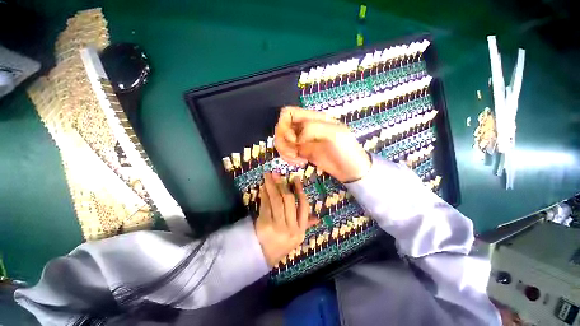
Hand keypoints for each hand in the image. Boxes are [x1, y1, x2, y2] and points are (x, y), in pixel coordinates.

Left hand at [255, 173, 316, 266]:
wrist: (263, 257)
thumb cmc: (281, 243)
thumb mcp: (297, 236)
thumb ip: (306, 224)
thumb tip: (318, 218)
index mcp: (301, 229)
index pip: (303, 206)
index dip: (300, 190)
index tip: (295, 178)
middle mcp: (291, 227)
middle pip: (288, 200)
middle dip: (283, 184)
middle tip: (277, 173)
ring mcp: (277, 226)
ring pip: (276, 201)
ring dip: (272, 186)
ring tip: (268, 175)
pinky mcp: (264, 225)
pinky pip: (265, 205)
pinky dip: (264, 195)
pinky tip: (263, 187)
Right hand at [274, 106, 370, 182]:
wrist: (350, 169)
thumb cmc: (346, 149)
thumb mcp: (334, 133)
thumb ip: (313, 129)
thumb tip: (297, 138)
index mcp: (312, 118)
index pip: (287, 113)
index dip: (284, 125)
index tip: (293, 139)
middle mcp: (304, 127)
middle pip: (281, 128)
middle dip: (283, 142)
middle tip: (294, 152)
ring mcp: (301, 140)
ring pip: (281, 141)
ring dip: (285, 151)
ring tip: (298, 160)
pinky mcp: (301, 152)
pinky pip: (286, 152)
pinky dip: (288, 158)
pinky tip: (300, 163)